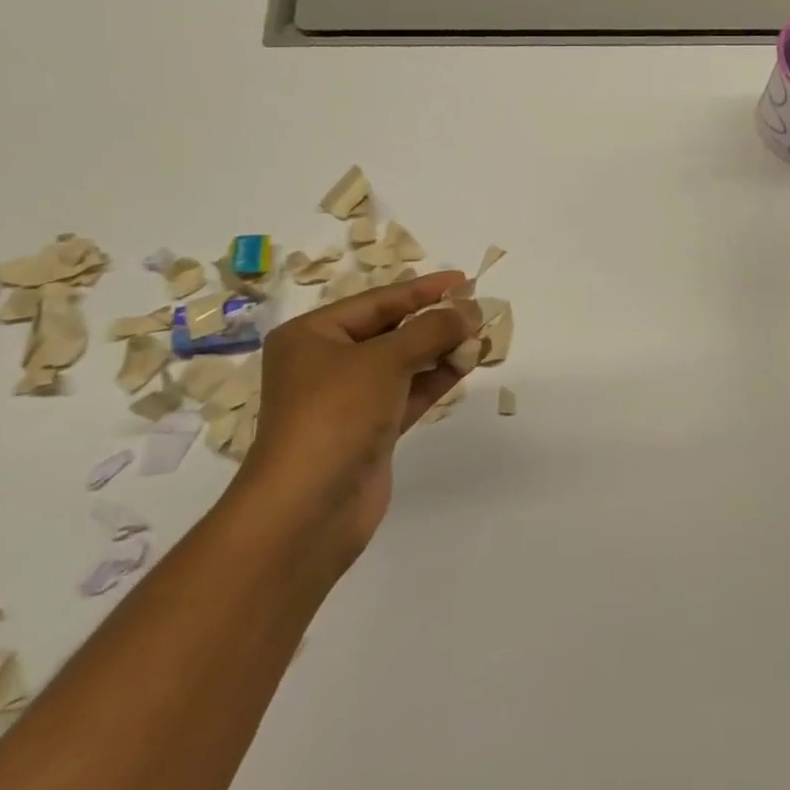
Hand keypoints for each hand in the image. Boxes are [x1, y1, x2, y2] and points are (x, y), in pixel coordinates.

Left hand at [237, 274, 482, 554]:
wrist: (307, 510)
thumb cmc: (336, 414)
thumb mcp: (385, 359)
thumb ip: (432, 329)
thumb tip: (471, 309)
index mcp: (312, 336)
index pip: (377, 300)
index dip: (422, 289)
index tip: (463, 280)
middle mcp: (325, 363)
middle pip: (390, 330)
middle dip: (434, 320)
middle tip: (478, 309)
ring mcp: (346, 400)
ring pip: (402, 363)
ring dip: (440, 349)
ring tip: (481, 336)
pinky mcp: (368, 431)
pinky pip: (407, 392)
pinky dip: (435, 377)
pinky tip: (466, 364)